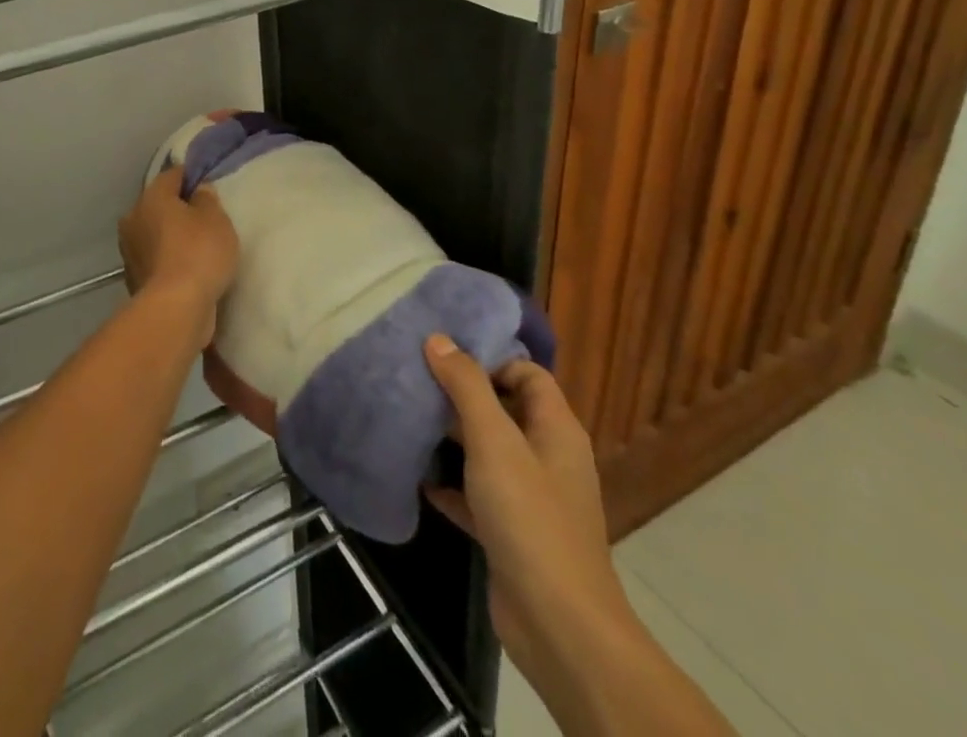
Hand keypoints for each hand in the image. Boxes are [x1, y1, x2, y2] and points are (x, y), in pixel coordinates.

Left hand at [117, 168, 238, 345]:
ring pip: (156, 233)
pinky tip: (189, 270)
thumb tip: (198, 191)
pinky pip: (157, 259)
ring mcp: (130, 250)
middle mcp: (134, 218)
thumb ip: (207, 199)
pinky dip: (169, 261)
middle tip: (207, 220)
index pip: (172, 175)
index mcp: (151, 197)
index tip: (209, 187)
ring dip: (172, 237)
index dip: (192, 177)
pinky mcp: (134, 278)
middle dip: (180, 209)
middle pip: (160, 205)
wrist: (175, 309)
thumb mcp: (216, 219)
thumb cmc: (198, 253)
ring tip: (200, 248)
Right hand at [422, 338, 629, 668]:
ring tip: (408, 419)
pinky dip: (450, 484)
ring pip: (487, 452)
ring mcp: (531, 497)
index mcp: (556, 429)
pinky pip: (477, 493)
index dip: (490, 360)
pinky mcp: (511, 532)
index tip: (444, 357)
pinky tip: (417, 477)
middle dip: (461, 396)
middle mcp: (548, 457)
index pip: (527, 374)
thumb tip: (439, 339)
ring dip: (451, 439)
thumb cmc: (530, 518)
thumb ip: (466, 387)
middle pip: (504, 409)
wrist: (558, 626)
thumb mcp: (494, 441)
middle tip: (415, 381)